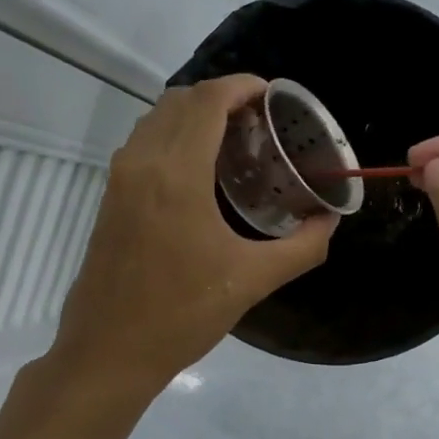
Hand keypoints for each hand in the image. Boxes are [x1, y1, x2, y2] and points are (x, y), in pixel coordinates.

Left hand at [52, 76, 335, 392]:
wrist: (108, 351)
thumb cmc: (182, 314)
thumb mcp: (253, 280)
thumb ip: (302, 246)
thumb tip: (330, 220)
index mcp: (177, 174)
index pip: (208, 101)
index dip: (242, 86)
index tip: (273, 97)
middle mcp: (143, 163)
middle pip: (181, 100)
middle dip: (222, 97)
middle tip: (261, 122)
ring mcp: (120, 179)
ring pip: (157, 119)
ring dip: (195, 115)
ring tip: (235, 141)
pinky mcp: (110, 197)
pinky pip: (144, 143)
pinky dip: (174, 136)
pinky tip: (201, 170)